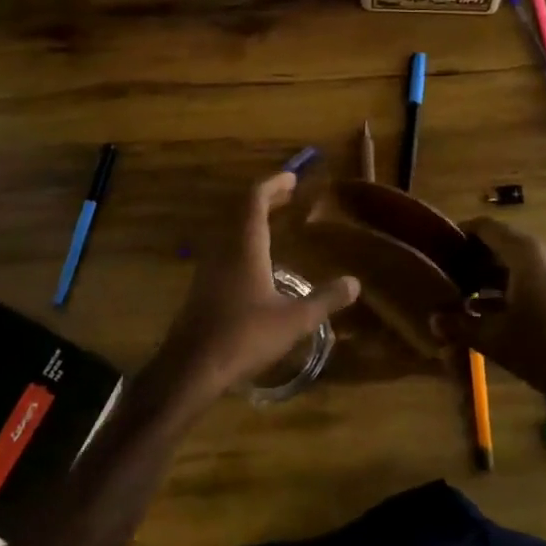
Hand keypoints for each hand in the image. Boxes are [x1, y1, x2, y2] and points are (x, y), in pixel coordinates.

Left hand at [147, 172, 359, 404]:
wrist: (191, 367)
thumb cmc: (244, 337)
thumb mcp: (293, 321)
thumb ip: (324, 299)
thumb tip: (354, 282)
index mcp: (245, 246)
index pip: (255, 200)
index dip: (273, 184)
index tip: (292, 178)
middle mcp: (224, 248)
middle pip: (243, 211)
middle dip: (266, 199)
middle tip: (290, 195)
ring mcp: (209, 267)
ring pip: (232, 229)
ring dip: (254, 219)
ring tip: (277, 222)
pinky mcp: (203, 286)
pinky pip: (226, 248)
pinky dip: (245, 240)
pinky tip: (258, 261)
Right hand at [433, 218, 545, 401]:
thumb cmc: (541, 348)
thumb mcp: (493, 338)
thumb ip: (460, 325)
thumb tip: (432, 321)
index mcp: (525, 253)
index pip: (486, 227)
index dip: (460, 234)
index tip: (439, 247)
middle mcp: (543, 253)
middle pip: (500, 244)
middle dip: (472, 258)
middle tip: (446, 274)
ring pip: (515, 262)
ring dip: (489, 275)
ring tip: (461, 293)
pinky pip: (531, 276)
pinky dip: (508, 286)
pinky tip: (487, 310)